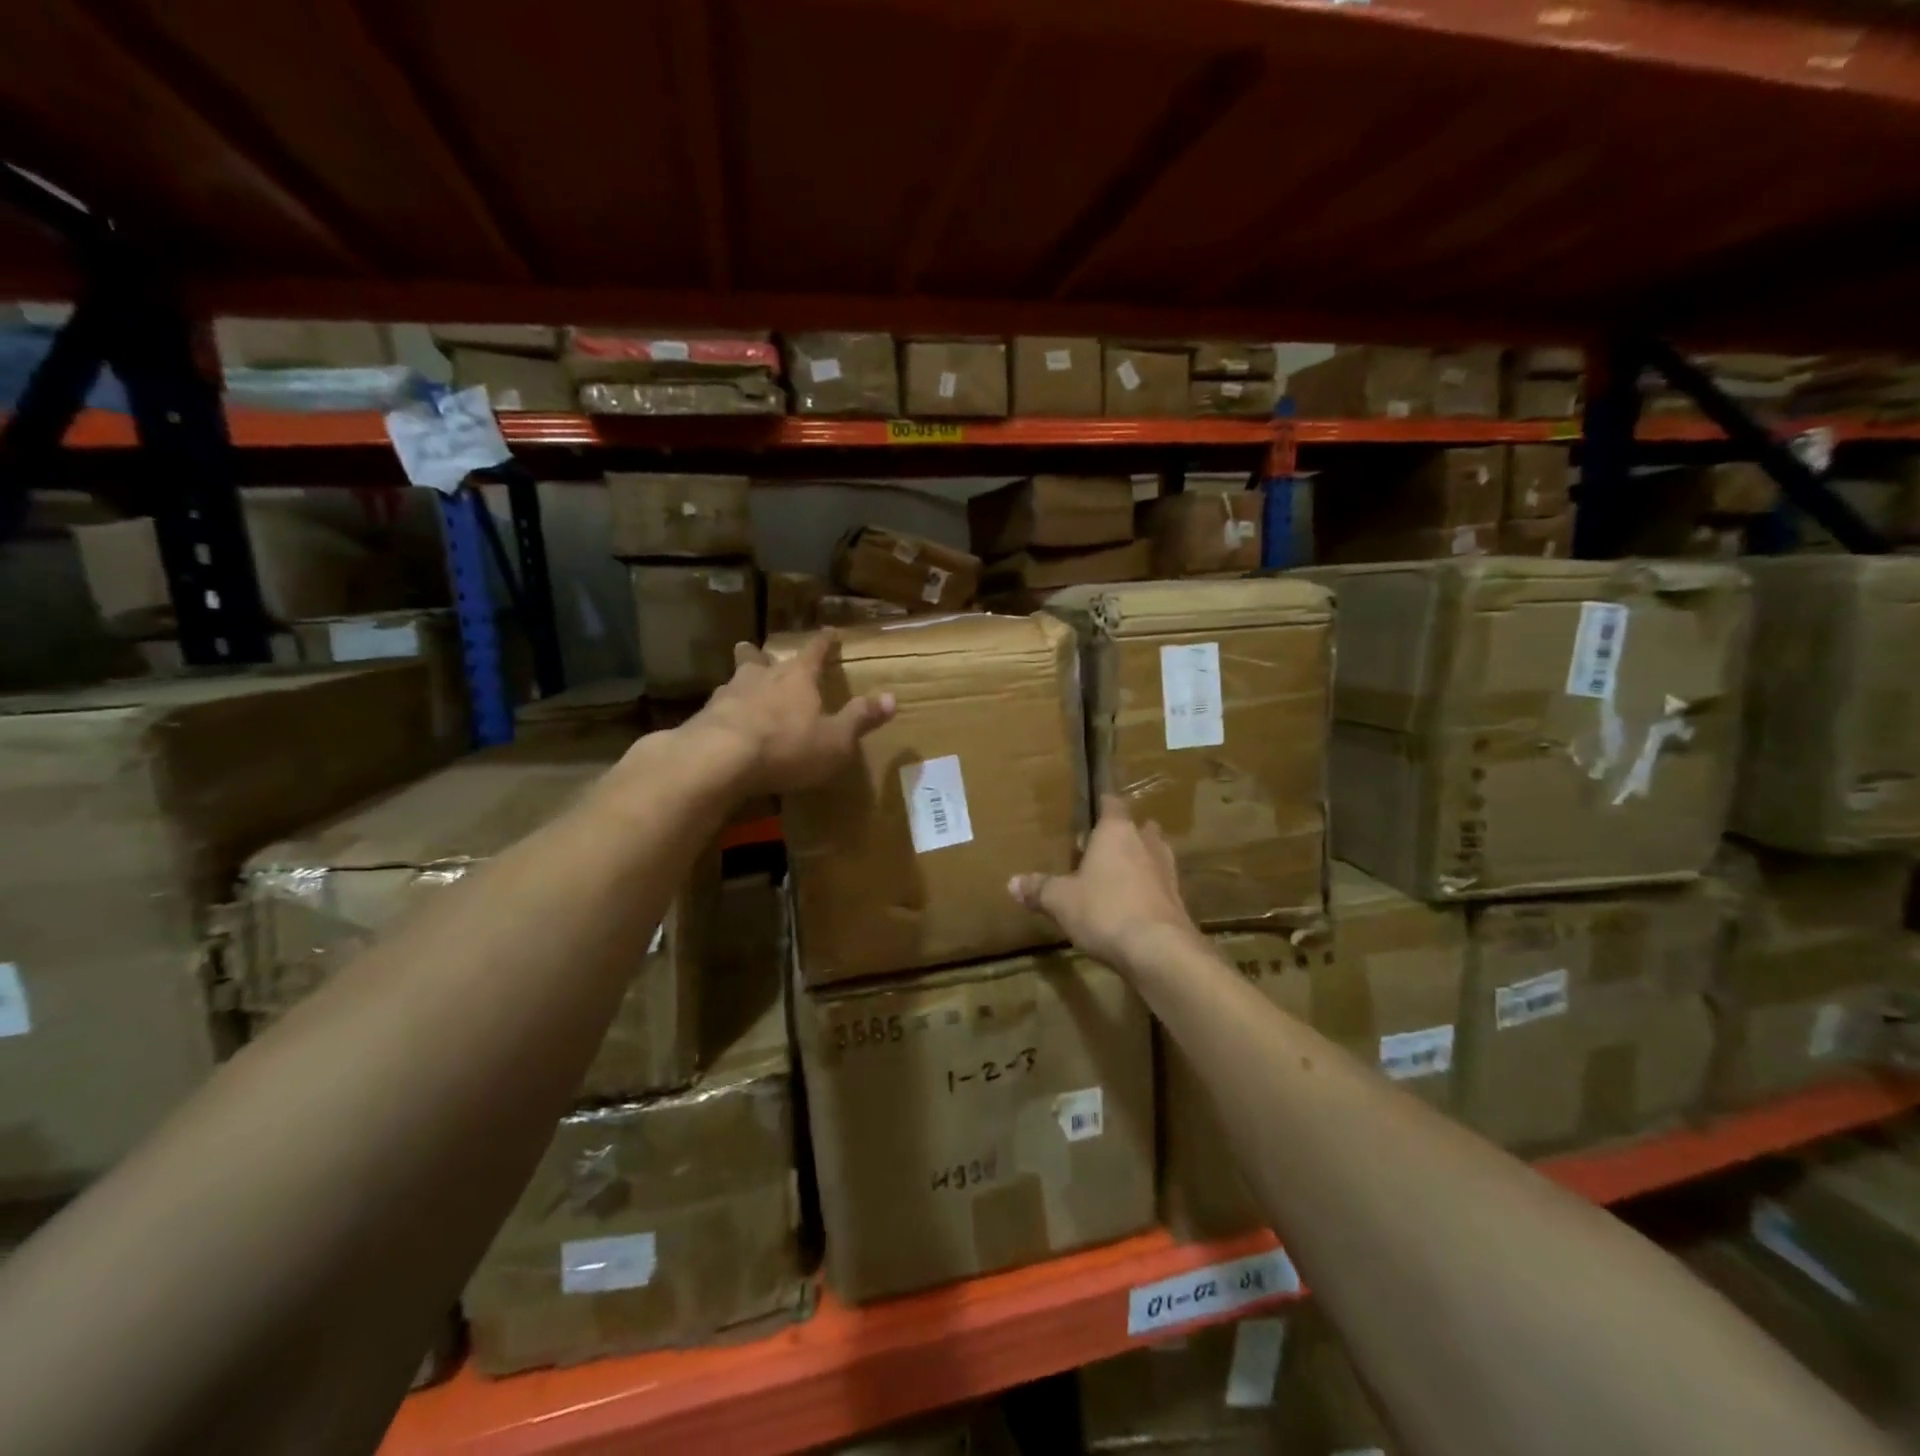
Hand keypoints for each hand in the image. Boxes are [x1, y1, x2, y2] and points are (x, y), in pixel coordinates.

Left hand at [681, 632, 894, 795]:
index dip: (824, 642)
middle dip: (763, 655)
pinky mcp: (703, 718)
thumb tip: (892, 697)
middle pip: (760, 658)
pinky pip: (717, 709)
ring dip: (740, 681)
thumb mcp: (835, 739)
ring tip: (740, 688)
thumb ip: (860, 718)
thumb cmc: (787, 746)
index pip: (814, 651)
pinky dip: (723, 712)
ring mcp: (727, 695)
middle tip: (760, 652)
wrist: (719, 759)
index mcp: (797, 678)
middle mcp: (761, 677)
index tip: (830, 632)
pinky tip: (722, 723)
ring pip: (734, 680)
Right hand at [1009, 794, 1198, 970]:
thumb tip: (1012, 882)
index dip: (1102, 804)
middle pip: (1137, 828)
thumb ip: (1039, 888)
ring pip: (1153, 854)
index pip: (1111, 803)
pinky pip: (1160, 884)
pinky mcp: (1178, 900)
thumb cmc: (1104, 910)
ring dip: (1139, 861)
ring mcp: (1167, 870)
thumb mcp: (1060, 900)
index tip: (1091, 809)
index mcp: (1116, 831)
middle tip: (1100, 848)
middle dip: (1122, 835)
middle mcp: (1146, 842)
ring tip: (1117, 875)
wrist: (1159, 950)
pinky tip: (1133, 904)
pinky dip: (1148, 888)